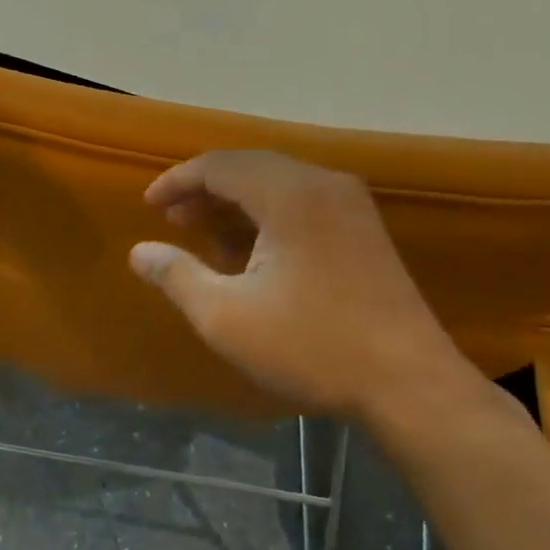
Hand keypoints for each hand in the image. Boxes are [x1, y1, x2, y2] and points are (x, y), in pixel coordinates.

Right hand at [129, 150, 472, 421]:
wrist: (409, 384)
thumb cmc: (311, 346)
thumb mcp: (225, 317)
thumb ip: (177, 276)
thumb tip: (139, 252)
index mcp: (289, 194)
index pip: (220, 165)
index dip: (178, 181)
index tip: (149, 206)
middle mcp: (323, 184)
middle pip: (250, 168)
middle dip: (205, 190)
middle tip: (172, 220)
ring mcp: (350, 205)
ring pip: (278, 185)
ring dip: (236, 203)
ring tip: (203, 234)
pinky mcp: (364, 230)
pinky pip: (303, 203)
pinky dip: (267, 216)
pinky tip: (251, 251)